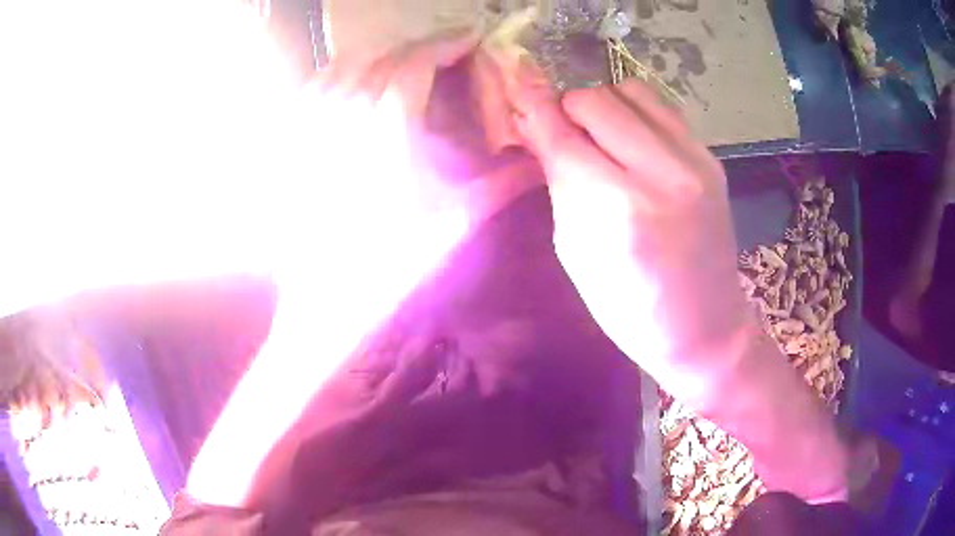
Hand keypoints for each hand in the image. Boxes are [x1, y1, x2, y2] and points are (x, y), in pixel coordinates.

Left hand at [274, 31, 539, 352]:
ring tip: (402, 61)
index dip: (447, 45)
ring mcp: (310, 127)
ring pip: (344, 66)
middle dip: (417, 48)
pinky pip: (311, 88)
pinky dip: (337, 72)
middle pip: (382, 58)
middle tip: (444, 54)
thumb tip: (540, 163)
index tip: (471, 39)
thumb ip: (500, 183)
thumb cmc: (391, 266)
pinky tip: (350, 80)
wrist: (326, 302)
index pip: (418, 64)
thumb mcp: (453, 223)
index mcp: (387, 129)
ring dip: (379, 55)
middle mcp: (344, 115)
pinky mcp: (290, 145)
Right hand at [508, 74, 741, 391]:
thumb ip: (558, 182)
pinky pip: (662, 106)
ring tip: (601, 135)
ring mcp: (693, 161)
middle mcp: (659, 173)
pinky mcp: (711, 158)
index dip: (533, 108)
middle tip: (565, 135)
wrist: (705, 326)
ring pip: (630, 90)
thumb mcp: (577, 252)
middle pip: (595, 100)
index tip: (516, 89)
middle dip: (568, 109)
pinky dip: (636, 111)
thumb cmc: (630, 308)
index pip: (562, 134)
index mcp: (617, 209)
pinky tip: (632, 139)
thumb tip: (535, 126)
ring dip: (603, 104)